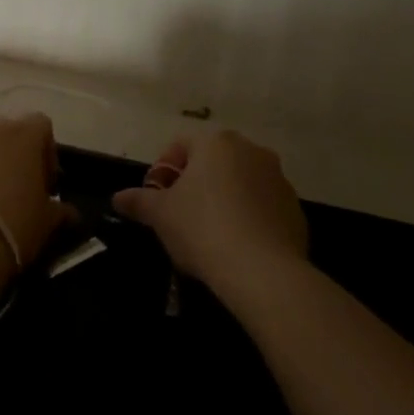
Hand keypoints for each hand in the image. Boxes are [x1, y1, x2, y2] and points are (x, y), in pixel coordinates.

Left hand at [0, 114, 75, 271]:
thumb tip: (69, 213)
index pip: (41, 127)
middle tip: (11, 192)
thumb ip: (59, 211)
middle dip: (7, 157)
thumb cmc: (11, 225)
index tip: (44, 184)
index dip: (45, 154)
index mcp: (22, 134)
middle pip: (2, 134)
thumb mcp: (46, 223)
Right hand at [111, 130, 307, 293]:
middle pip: (213, 161)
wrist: (263, 272)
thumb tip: (117, 197)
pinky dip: (249, 218)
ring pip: (240, 183)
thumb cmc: (203, 229)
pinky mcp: (295, 209)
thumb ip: (138, 201)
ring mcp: (279, 179)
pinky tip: (237, 247)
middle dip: (195, 184)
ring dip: (224, 199)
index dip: (164, 170)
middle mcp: (251, 150)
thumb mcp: (161, 216)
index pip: (181, 145)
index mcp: (216, 143)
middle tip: (180, 215)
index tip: (157, 199)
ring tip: (210, 234)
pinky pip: (263, 207)